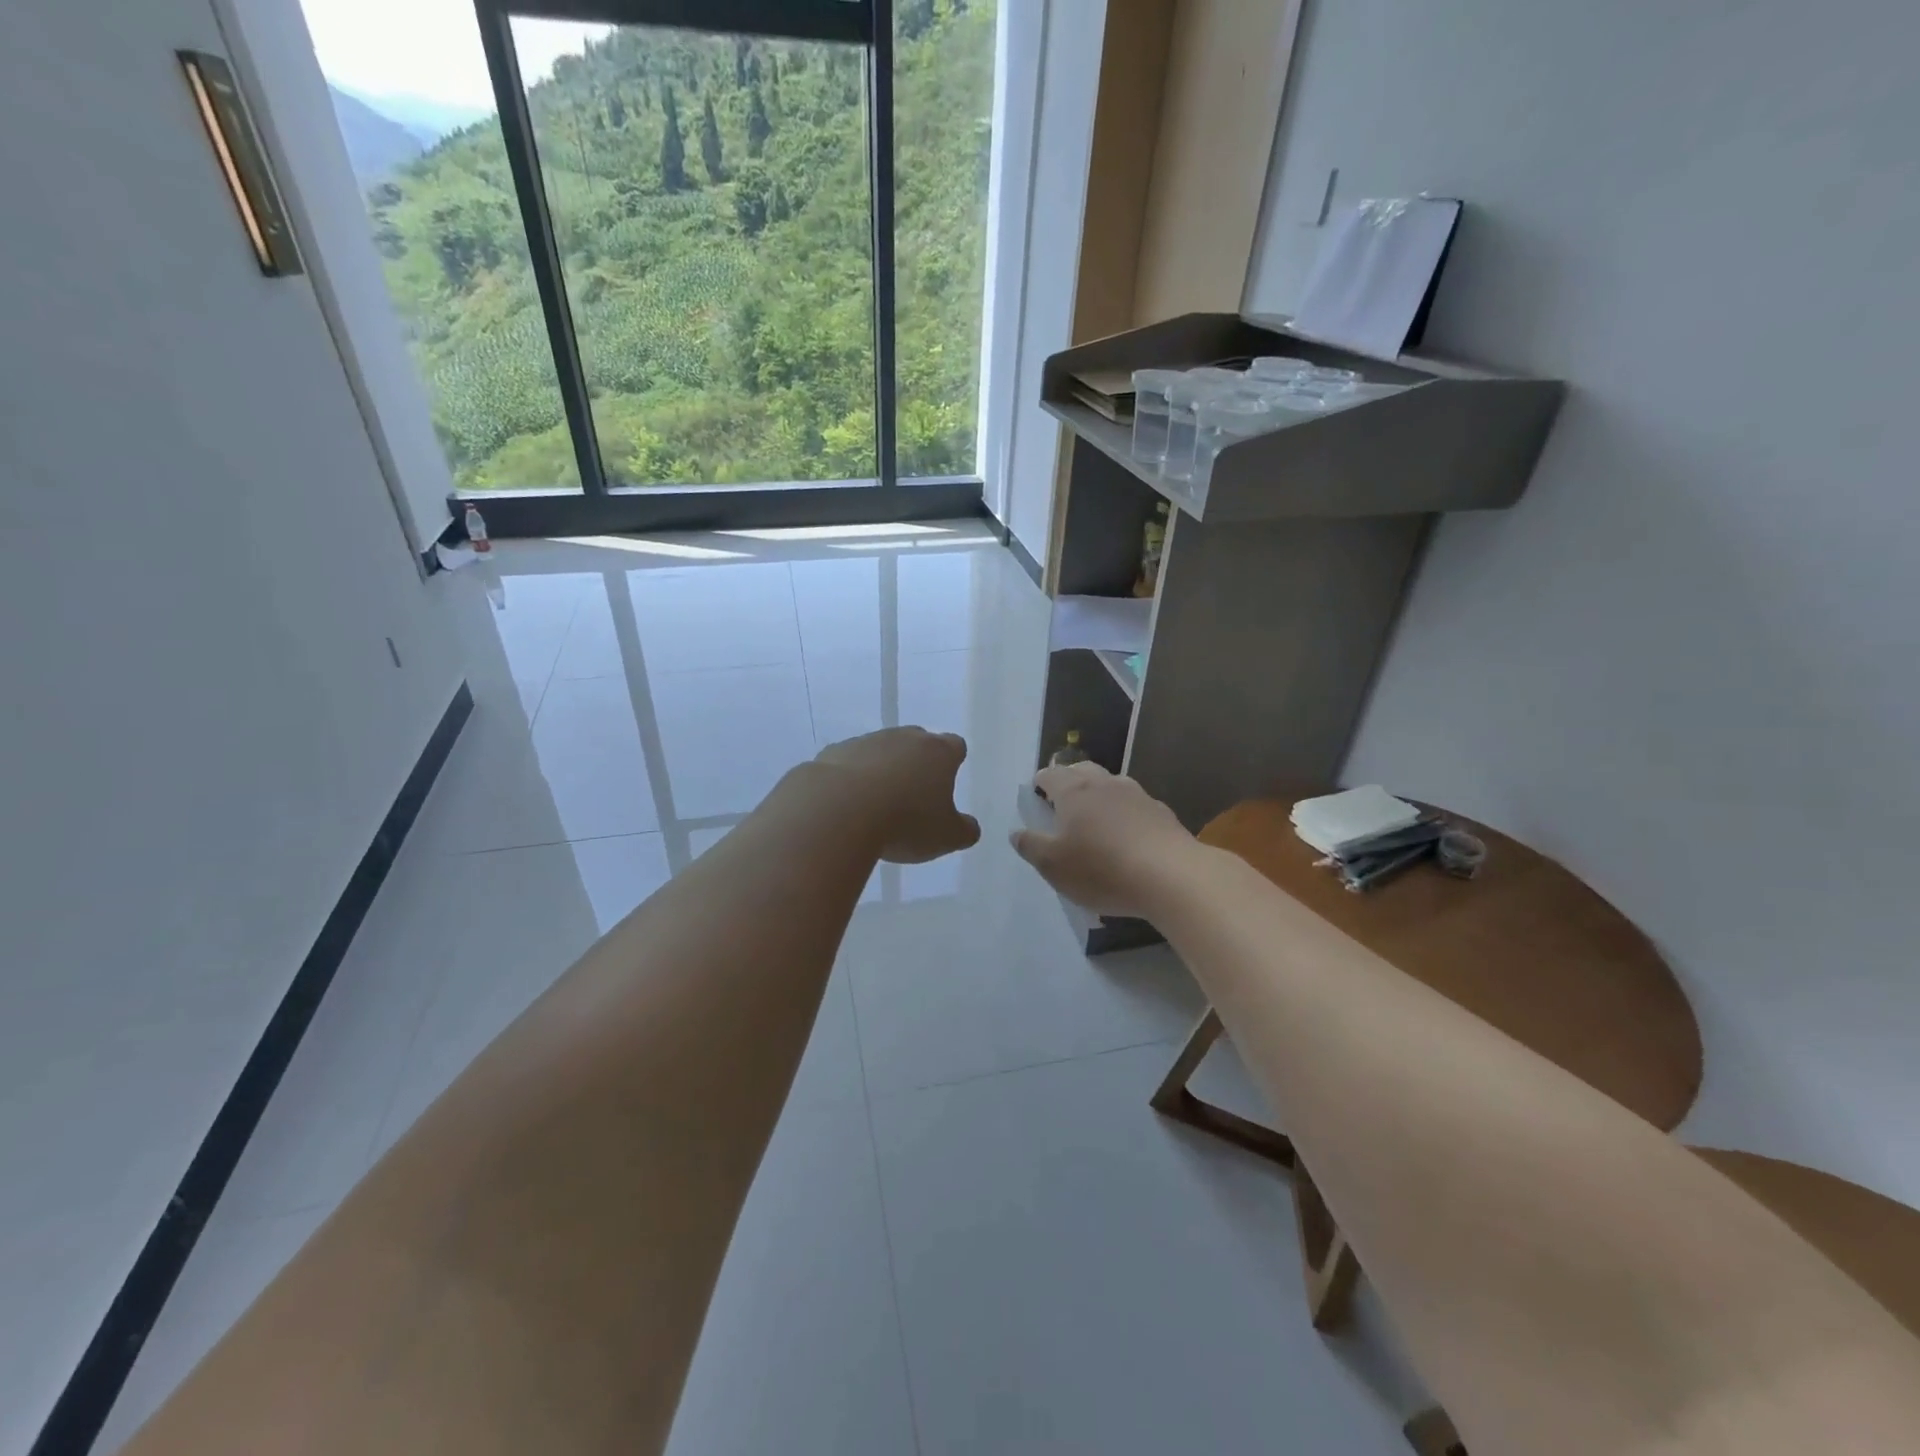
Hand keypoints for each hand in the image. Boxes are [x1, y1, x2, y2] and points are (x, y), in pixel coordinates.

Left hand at [811, 728, 981, 864]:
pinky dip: (851, 778)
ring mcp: (867, 742)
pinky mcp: (834, 752)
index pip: (955, 746)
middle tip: (913, 794)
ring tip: (876, 805)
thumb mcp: (946, 837)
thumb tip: (969, 827)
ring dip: (882, 770)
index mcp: (938, 752)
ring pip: (881, 750)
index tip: (946, 780)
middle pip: (917, 742)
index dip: (953, 762)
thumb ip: (964, 830)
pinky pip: (848, 763)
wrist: (839, 809)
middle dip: (917, 762)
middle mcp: (904, 738)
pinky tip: (847, 804)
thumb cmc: (905, 822)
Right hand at [1011, 762, 1197, 917]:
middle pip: (1082, 771)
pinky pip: (1135, 806)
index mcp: (1074, 791)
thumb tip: (1017, 832)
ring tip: (1095, 820)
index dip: (1039, 783)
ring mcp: (1137, 795)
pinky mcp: (1161, 813)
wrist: (1172, 876)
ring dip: (1099, 796)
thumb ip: (1031, 846)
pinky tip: (1127, 836)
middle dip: (1069, 781)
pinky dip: (1125, 814)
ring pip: (1111, 785)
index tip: (1036, 798)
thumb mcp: (1053, 865)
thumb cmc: (1102, 869)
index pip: (1050, 774)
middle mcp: (1105, 783)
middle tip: (1062, 804)